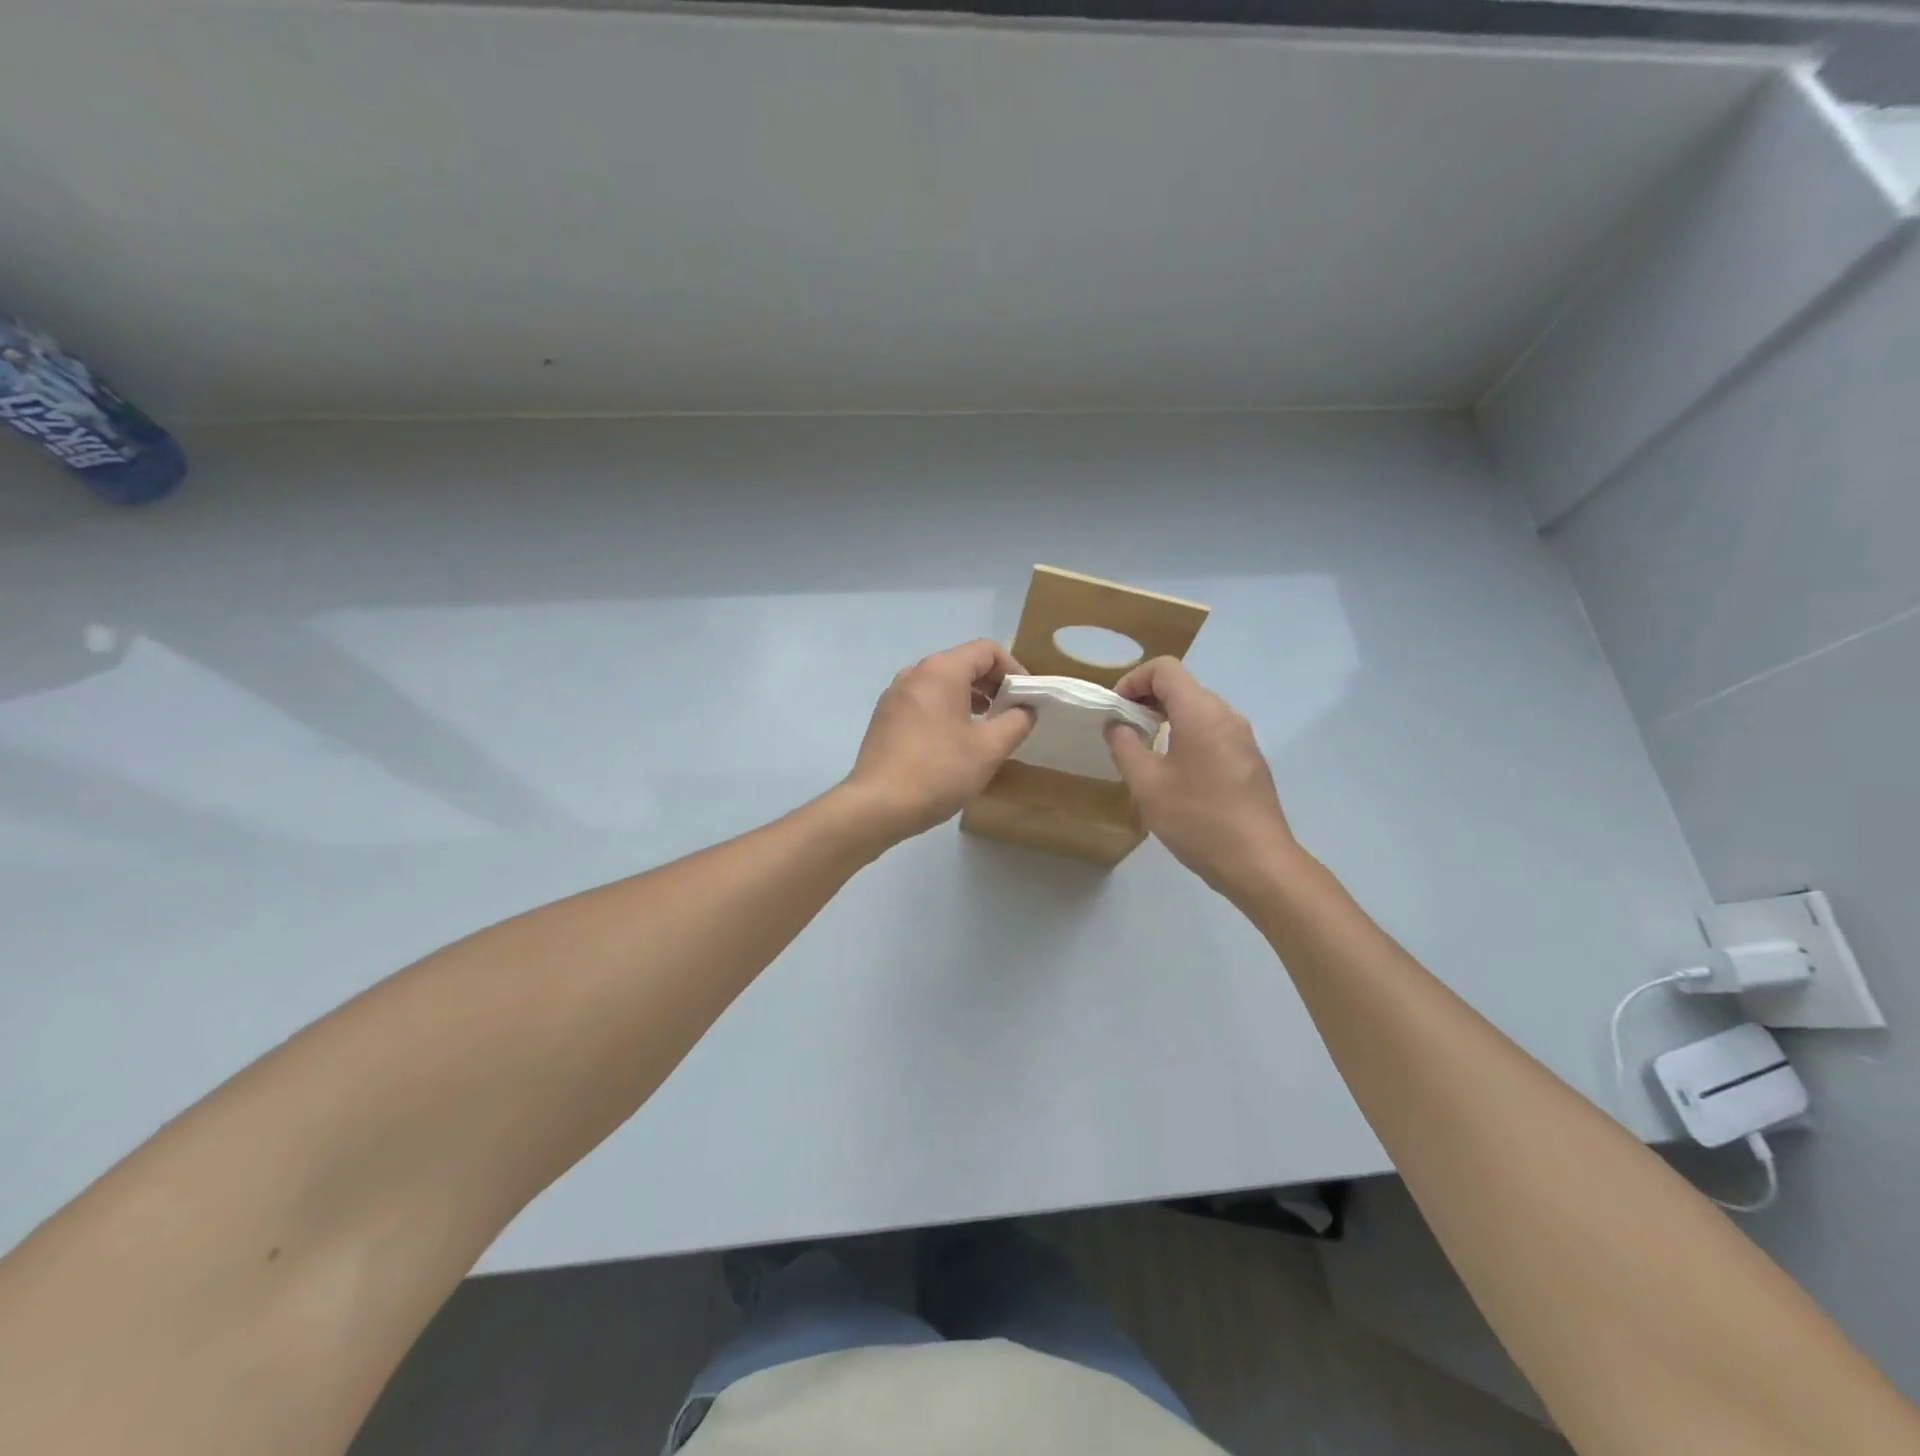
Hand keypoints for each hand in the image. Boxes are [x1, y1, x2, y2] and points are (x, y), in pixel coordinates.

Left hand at [841, 639, 1035, 843]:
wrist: (878, 805)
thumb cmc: (939, 771)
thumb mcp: (990, 748)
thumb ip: (1017, 722)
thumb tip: (1026, 709)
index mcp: (941, 670)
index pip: (987, 650)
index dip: (1014, 669)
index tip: (1027, 698)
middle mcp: (915, 673)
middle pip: (963, 663)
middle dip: (992, 684)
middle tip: (1011, 713)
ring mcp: (894, 695)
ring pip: (941, 684)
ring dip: (969, 698)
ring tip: (986, 728)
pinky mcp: (884, 718)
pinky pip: (923, 702)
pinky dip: (945, 710)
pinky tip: (953, 742)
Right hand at [1104, 658, 1297, 899]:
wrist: (1258, 862)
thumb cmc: (1197, 819)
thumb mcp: (1147, 784)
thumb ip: (1125, 746)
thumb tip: (1117, 724)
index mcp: (1201, 713)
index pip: (1165, 669)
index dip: (1133, 680)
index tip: (1115, 710)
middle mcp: (1226, 715)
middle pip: (1182, 687)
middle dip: (1146, 701)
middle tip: (1122, 732)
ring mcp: (1242, 738)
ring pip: (1197, 711)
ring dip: (1165, 721)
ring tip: (1143, 754)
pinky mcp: (1249, 761)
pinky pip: (1211, 733)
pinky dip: (1185, 737)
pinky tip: (1174, 775)